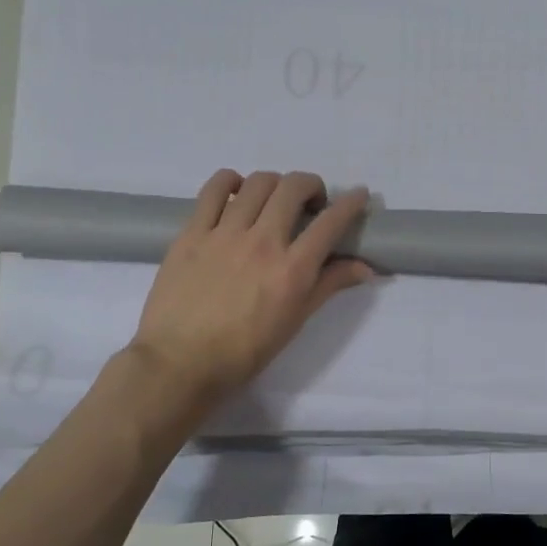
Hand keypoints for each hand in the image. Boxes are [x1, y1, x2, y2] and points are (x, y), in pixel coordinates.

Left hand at [130, 169, 373, 410]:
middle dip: (312, 185)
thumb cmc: (244, 352)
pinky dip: (230, 181)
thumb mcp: (295, 321)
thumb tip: (366, 267)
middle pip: (293, 187)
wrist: (180, 364)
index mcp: (292, 269)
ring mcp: (224, 233)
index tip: (359, 194)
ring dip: (275, 184)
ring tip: (273, 200)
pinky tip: (235, 192)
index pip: (330, 222)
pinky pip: (212, 189)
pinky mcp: (192, 232)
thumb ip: (329, 285)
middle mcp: (262, 242)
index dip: (351, 202)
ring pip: (257, 183)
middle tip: (310, 202)